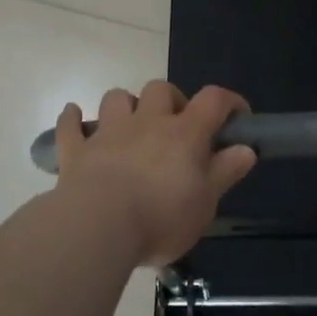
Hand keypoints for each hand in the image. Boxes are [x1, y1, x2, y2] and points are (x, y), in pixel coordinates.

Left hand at [53, 82, 256, 265]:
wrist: (98, 227)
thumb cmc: (161, 217)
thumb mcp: (205, 203)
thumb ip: (225, 172)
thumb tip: (246, 149)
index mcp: (184, 133)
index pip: (213, 99)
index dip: (229, 101)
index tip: (237, 116)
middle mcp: (147, 122)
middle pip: (160, 89)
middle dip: (171, 100)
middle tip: (176, 126)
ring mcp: (108, 133)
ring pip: (117, 98)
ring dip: (126, 105)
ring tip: (131, 126)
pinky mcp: (76, 151)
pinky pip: (70, 125)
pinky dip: (73, 119)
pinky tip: (75, 117)